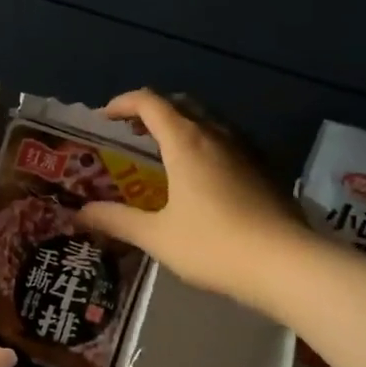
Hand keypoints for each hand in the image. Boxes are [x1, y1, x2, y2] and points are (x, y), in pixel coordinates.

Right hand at [80, 90, 305, 314]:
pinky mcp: (265, 167)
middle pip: (180, 104)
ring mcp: (246, 149)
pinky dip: (205, 143)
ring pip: (208, 120)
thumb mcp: (156, 236)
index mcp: (186, 142)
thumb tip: (79, 214)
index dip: (123, 103)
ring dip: (181, 125)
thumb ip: (116, 220)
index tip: (105, 117)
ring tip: (165, 151)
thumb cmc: (213, 245)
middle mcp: (216, 135)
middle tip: (132, 134)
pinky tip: (204, 175)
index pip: (149, 103)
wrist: (286, 263)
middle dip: (152, 111)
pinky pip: (228, 139)